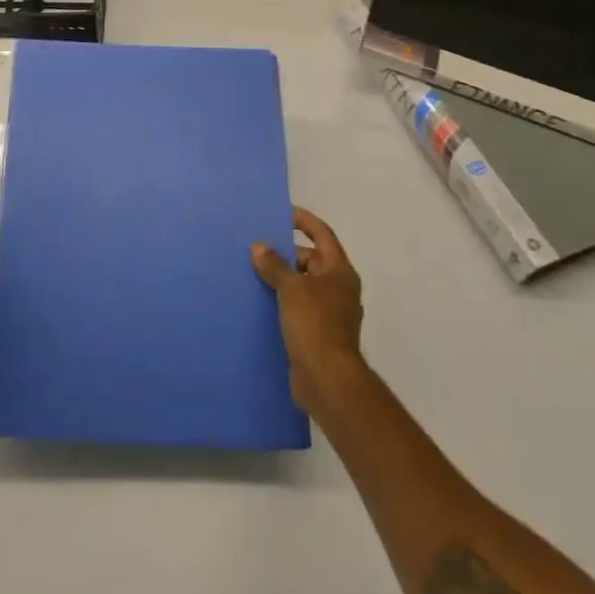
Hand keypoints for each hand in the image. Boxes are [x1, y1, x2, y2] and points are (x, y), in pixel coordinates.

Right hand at [252, 207, 364, 413]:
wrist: (327, 380)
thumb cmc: (314, 324)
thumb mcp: (291, 288)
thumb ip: (274, 265)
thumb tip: (260, 247)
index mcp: (339, 271)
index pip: (323, 234)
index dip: (304, 221)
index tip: (282, 213)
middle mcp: (339, 288)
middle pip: (313, 259)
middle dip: (287, 252)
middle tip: (259, 247)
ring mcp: (330, 312)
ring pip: (304, 284)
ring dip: (283, 277)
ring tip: (254, 271)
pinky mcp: (319, 333)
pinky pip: (299, 306)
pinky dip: (283, 300)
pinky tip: (261, 301)